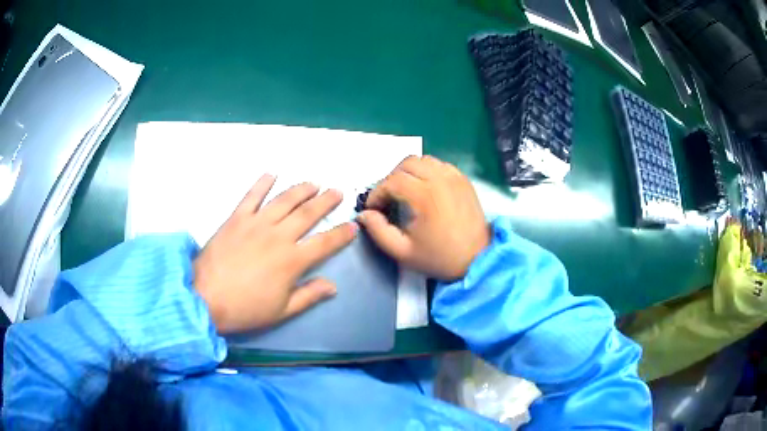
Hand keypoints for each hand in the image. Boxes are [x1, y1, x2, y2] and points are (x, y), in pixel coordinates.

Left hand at [193, 175, 357, 333]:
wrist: (204, 297)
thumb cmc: (245, 309)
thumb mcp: (281, 311)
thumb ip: (308, 295)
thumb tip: (333, 286)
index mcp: (292, 261)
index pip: (324, 243)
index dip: (341, 234)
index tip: (353, 226)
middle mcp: (278, 236)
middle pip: (307, 214)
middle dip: (325, 202)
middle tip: (336, 192)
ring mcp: (256, 224)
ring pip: (284, 200)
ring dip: (301, 189)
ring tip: (313, 183)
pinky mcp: (236, 218)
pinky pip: (251, 196)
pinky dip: (262, 183)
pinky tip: (271, 174)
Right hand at [358, 155, 489, 280]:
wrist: (477, 259)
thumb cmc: (439, 257)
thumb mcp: (403, 252)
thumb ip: (378, 231)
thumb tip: (365, 214)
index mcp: (424, 196)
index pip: (392, 181)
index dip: (377, 193)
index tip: (373, 207)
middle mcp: (440, 179)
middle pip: (406, 163)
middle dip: (391, 178)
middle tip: (387, 197)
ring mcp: (454, 176)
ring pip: (423, 160)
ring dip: (408, 171)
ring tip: (405, 190)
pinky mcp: (463, 179)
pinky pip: (439, 164)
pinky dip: (427, 171)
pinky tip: (424, 188)